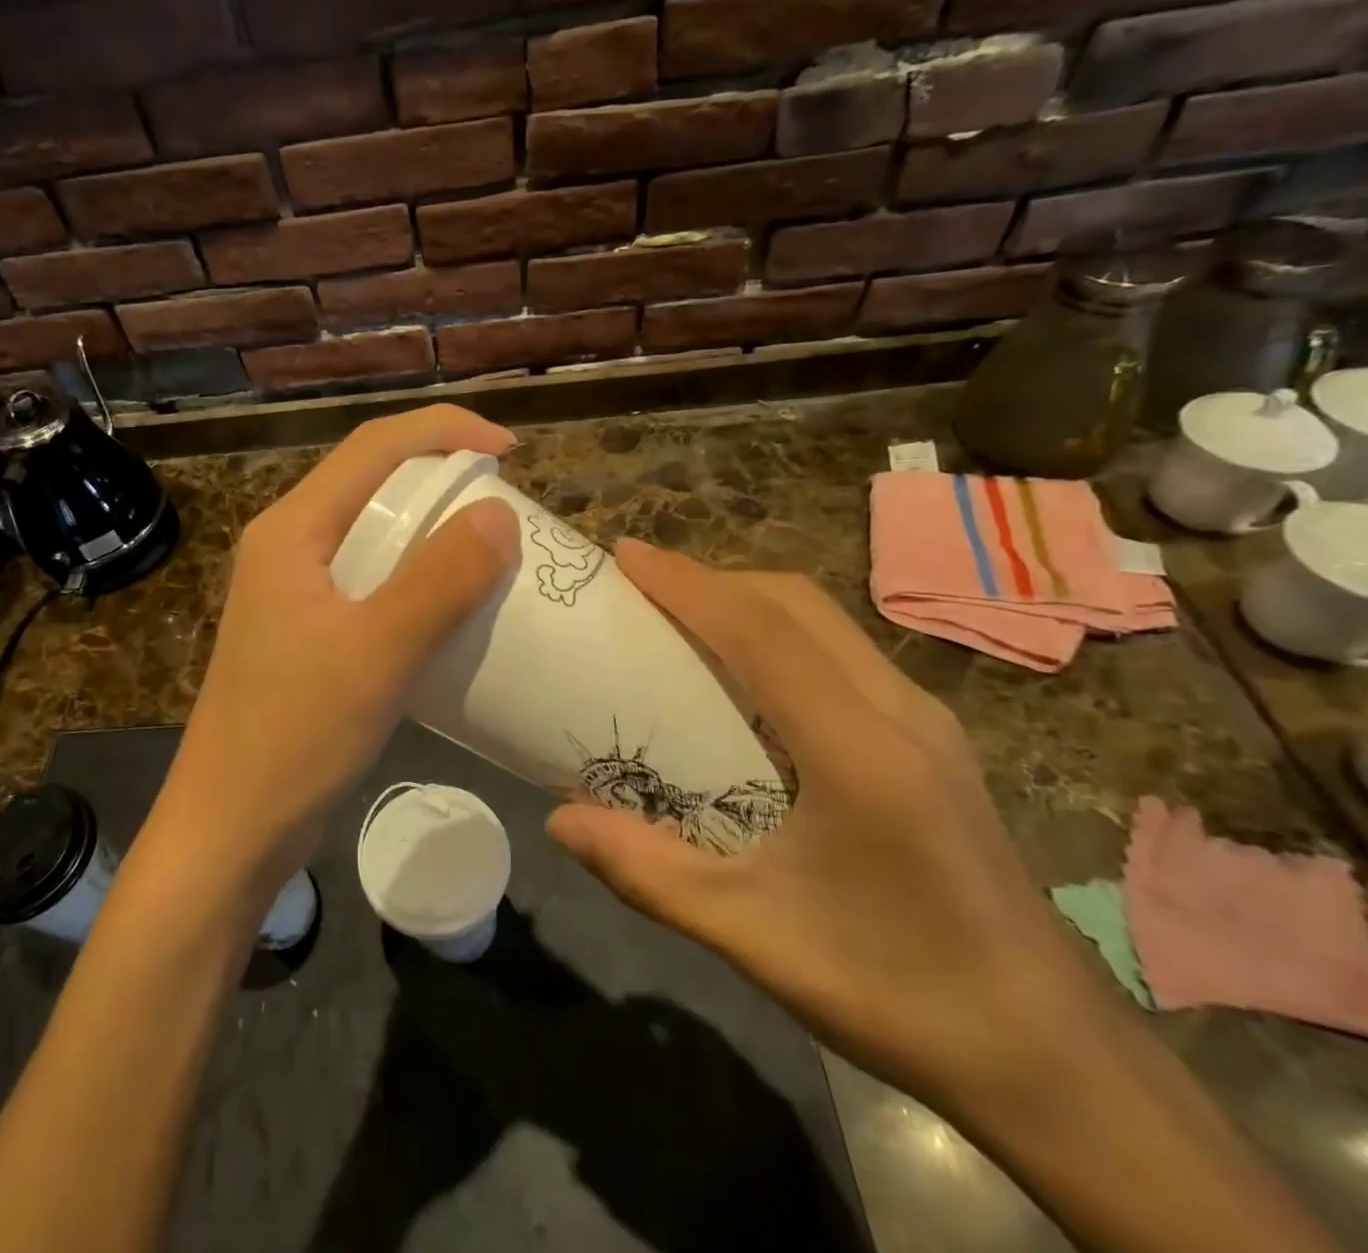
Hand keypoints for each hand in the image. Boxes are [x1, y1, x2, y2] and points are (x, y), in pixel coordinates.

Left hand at [154, 405, 521, 894]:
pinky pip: (371, 578)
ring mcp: (295, 590)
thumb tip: (499, 514)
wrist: (231, 828)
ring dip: (432, 525)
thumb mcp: (378, 653)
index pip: (373, 446)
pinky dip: (417, 573)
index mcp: (293, 529)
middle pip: (372, 480)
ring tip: (490, 544)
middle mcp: (289, 545)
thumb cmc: (295, 737)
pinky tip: (452, 602)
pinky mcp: (307, 630)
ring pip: (373, 530)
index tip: (511, 451)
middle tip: (506, 499)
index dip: (445, 430)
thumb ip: (440, 580)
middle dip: (441, 474)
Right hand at [547, 542, 1113, 1116]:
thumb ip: (648, 872)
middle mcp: (900, 714)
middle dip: (713, 579)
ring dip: (747, 601)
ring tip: (681, 616)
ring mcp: (925, 724)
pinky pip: (841, 653)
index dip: (688, 583)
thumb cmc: (903, 996)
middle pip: (797, 604)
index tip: (626, 554)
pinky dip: (779, 634)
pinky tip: (744, 676)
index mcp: (860, 750)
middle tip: (642, 586)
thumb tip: (558, 817)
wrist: (1060, 1065)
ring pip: (825, 622)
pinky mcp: (932, 743)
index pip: (761, 632)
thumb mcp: (754, 937)